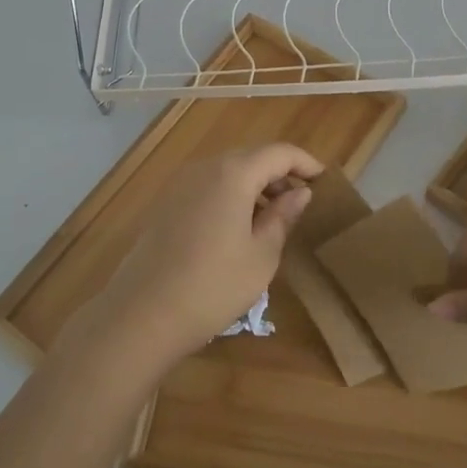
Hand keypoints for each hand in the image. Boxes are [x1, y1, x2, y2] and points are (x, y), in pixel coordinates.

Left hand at [59, 143, 323, 376]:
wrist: (142, 315)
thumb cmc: (213, 286)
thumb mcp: (262, 255)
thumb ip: (282, 217)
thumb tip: (299, 194)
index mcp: (233, 173)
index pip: (279, 152)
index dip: (305, 163)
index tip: (324, 181)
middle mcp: (204, 167)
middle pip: (251, 157)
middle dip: (280, 173)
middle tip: (301, 202)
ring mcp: (180, 184)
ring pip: (227, 171)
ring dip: (254, 185)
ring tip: (273, 217)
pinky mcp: (165, 204)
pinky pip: (207, 186)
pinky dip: (230, 194)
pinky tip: (238, 227)